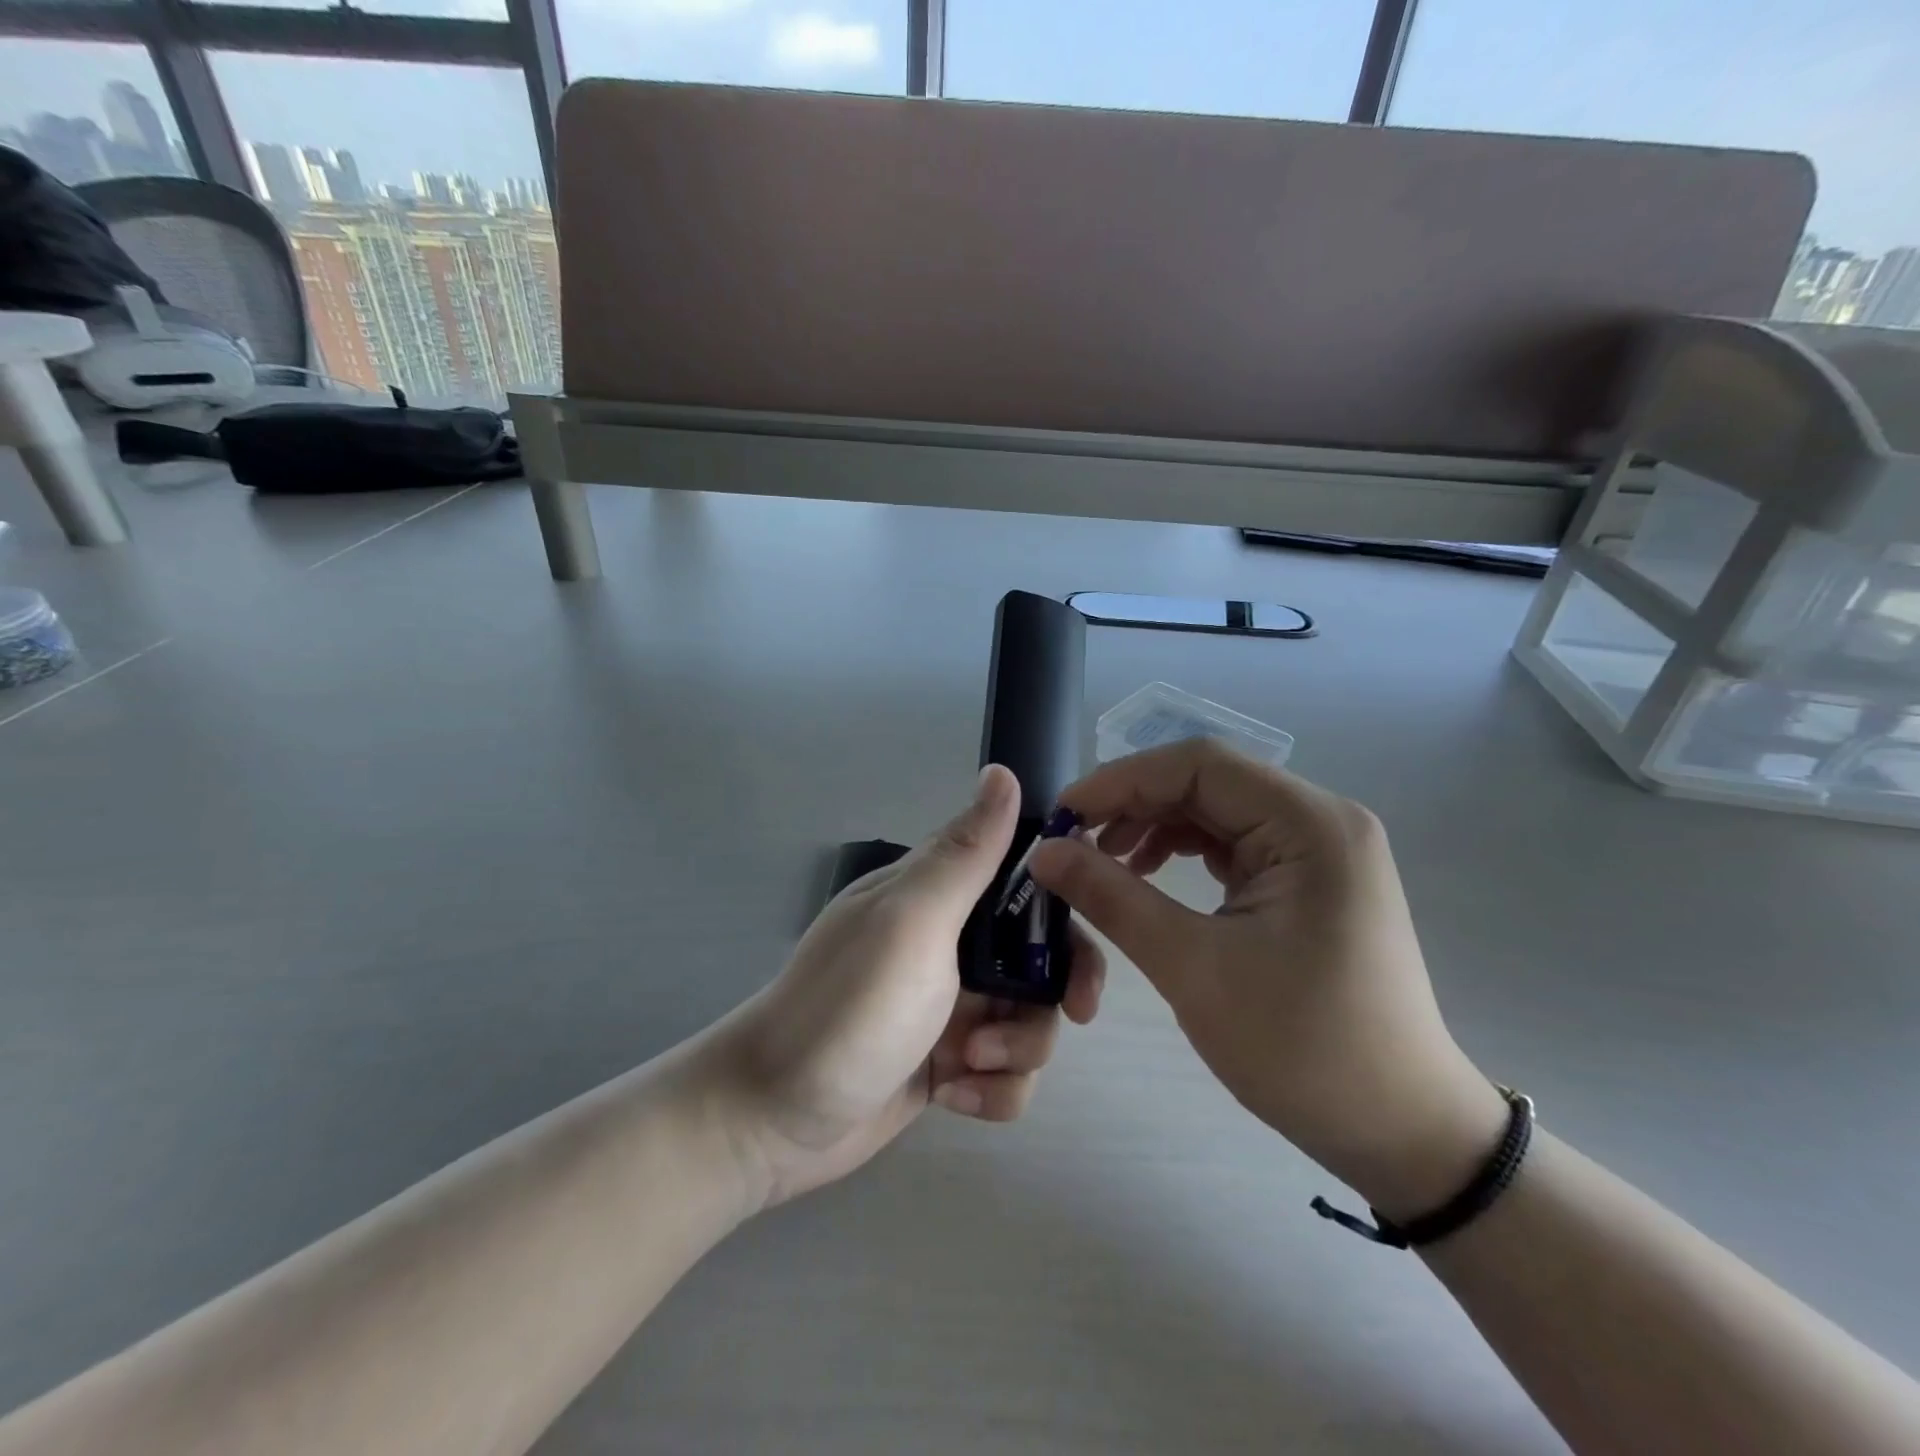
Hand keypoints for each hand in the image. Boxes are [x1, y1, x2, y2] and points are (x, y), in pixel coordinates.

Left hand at [705, 765, 1104, 1209]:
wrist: (773, 1119)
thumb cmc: (848, 1008)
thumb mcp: (911, 922)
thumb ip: (964, 855)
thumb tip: (1003, 771)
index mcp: (940, 897)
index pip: (1025, 880)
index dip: (1066, 906)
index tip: (1082, 942)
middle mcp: (950, 945)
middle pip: (1041, 957)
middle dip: (1056, 991)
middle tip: (1070, 1016)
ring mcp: (949, 1007)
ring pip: (1031, 1020)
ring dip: (1017, 1050)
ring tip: (966, 1065)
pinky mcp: (947, 1063)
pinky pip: (1005, 1074)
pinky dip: (992, 1091)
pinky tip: (952, 1096)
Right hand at [1030, 740, 1505, 1221]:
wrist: (1400, 1130)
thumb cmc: (1302, 1049)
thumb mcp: (1192, 968)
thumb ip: (1112, 897)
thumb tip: (1043, 851)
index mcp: (1310, 825)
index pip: (1199, 765)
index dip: (1122, 780)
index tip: (1063, 815)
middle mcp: (1320, 820)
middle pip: (1207, 782)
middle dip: (1133, 804)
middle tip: (1072, 842)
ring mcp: (1318, 849)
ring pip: (1215, 810)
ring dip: (1154, 826)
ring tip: (1102, 862)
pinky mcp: (1308, 878)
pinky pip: (1232, 842)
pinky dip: (1182, 851)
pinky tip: (1146, 877)